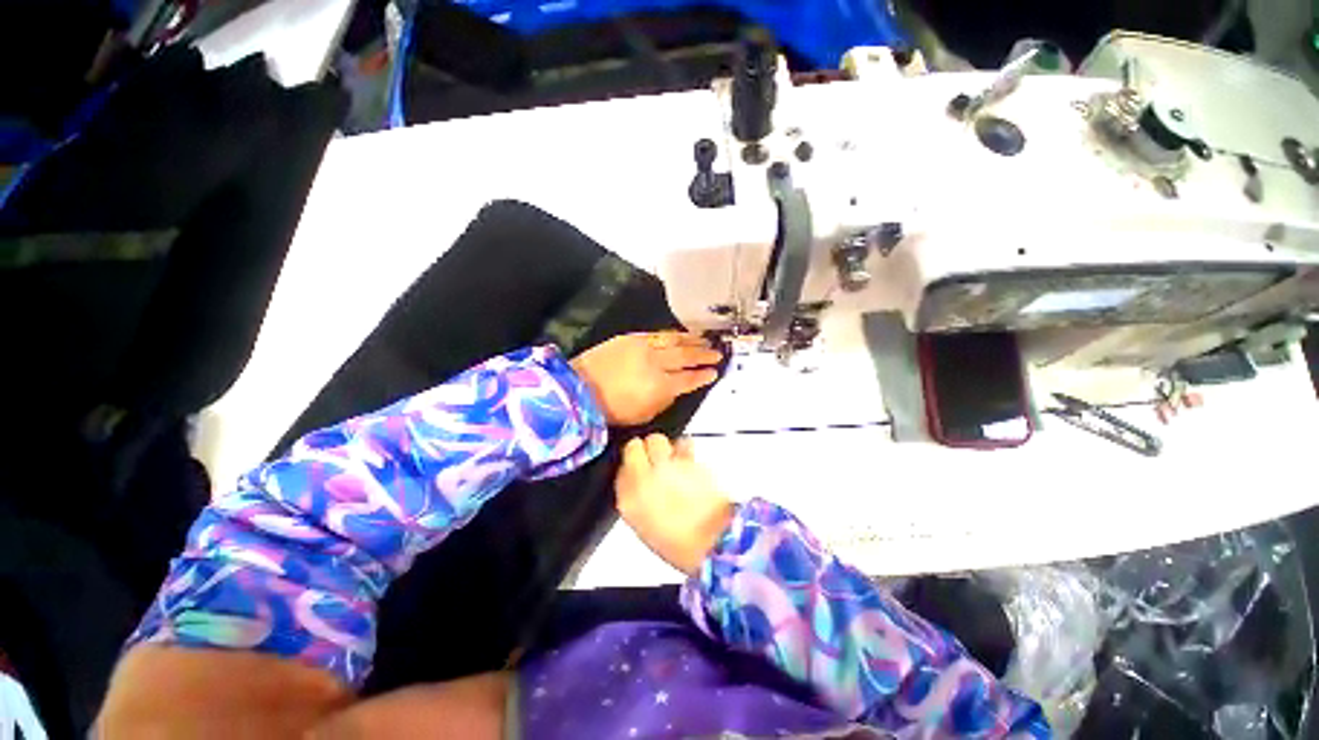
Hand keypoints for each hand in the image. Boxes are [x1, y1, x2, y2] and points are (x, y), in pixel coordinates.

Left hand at [570, 332, 721, 426]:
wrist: (580, 388)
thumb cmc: (611, 409)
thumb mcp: (643, 415)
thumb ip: (664, 401)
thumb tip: (675, 390)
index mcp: (661, 386)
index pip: (689, 379)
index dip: (703, 376)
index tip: (714, 373)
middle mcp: (656, 364)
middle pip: (686, 356)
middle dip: (703, 355)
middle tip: (717, 353)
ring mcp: (644, 348)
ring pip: (674, 341)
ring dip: (692, 340)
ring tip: (705, 340)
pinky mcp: (632, 338)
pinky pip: (658, 334)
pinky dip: (672, 334)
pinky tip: (681, 334)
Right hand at [615, 434, 734, 575]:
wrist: (715, 542)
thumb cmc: (682, 544)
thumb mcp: (647, 528)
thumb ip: (638, 499)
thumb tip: (640, 483)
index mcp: (628, 501)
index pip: (620, 469)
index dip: (632, 468)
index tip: (639, 472)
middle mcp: (643, 477)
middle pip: (634, 446)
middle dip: (645, 451)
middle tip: (656, 461)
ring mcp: (665, 465)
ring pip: (657, 439)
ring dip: (664, 447)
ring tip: (674, 461)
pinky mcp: (688, 457)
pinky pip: (682, 443)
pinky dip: (685, 449)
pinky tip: (689, 464)